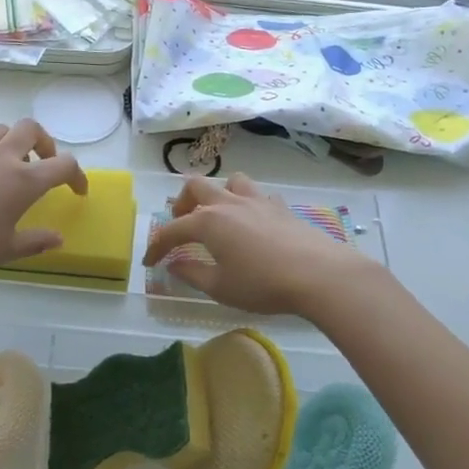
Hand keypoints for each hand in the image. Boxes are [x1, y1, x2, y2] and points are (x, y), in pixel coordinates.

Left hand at [0, 119, 87, 284]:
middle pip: (30, 129)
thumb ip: (35, 242)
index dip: (77, 176)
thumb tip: (57, 238)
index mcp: (23, 180)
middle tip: (44, 165)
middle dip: (45, 143)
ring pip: (0, 131)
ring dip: (14, 142)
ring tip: (13, 169)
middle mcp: (0, 160)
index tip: (78, 191)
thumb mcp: (5, 250)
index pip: (63, 165)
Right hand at [141, 173, 373, 315]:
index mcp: (208, 222)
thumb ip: (192, 274)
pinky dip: (246, 204)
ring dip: (217, 194)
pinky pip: (257, 195)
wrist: (319, 274)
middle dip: (182, 204)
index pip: (171, 230)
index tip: (150, 262)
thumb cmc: (262, 284)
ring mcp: (257, 201)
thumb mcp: (220, 287)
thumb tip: (174, 265)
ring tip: (217, 216)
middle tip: (181, 226)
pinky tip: (252, 223)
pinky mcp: (281, 208)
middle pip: (196, 187)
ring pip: (229, 181)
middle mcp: (229, 203)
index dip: (156, 246)